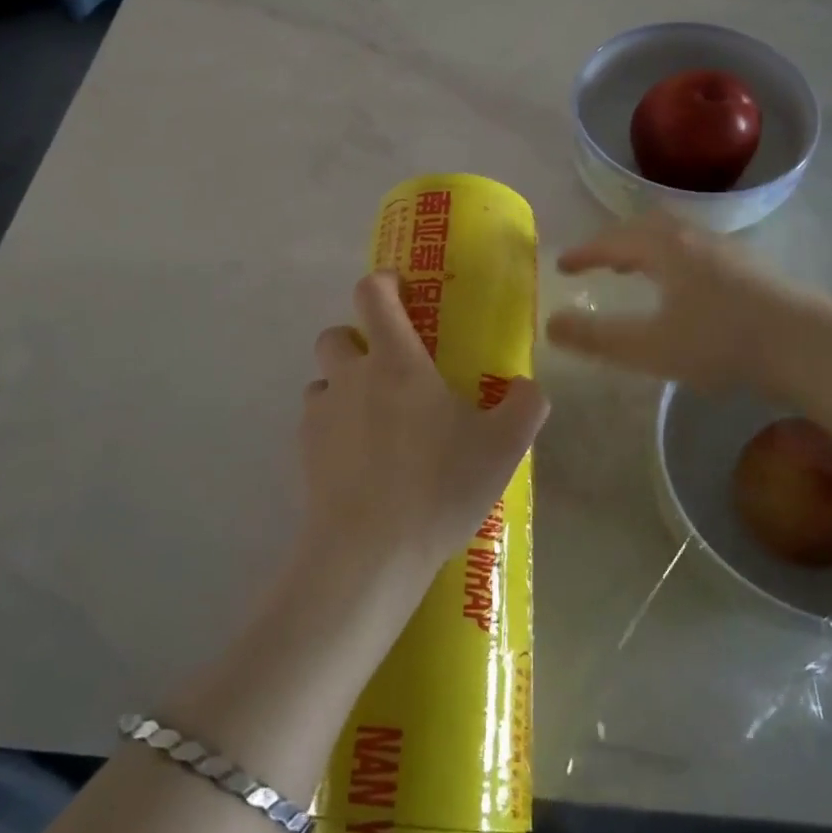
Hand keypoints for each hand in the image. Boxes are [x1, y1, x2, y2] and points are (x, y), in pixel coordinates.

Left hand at [300, 273, 548, 606]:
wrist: (370, 551)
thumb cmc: (439, 485)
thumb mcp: (503, 447)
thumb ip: (524, 406)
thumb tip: (527, 387)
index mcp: (396, 361)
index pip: (372, 294)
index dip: (383, 282)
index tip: (400, 289)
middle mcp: (351, 376)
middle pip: (336, 333)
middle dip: (358, 340)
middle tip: (390, 369)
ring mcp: (322, 413)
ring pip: (323, 379)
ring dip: (343, 386)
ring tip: (374, 421)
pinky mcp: (303, 451)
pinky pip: (316, 421)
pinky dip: (333, 426)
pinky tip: (359, 460)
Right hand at [545, 214, 831, 398]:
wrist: (809, 346)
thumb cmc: (721, 343)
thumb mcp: (649, 347)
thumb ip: (596, 338)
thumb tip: (551, 324)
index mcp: (665, 248)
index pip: (612, 241)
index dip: (583, 252)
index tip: (561, 264)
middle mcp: (694, 238)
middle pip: (644, 227)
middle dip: (615, 243)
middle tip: (598, 263)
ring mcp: (727, 249)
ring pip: (675, 236)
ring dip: (646, 249)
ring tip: (635, 272)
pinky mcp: (751, 267)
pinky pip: (697, 250)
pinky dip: (673, 259)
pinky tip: (684, 290)